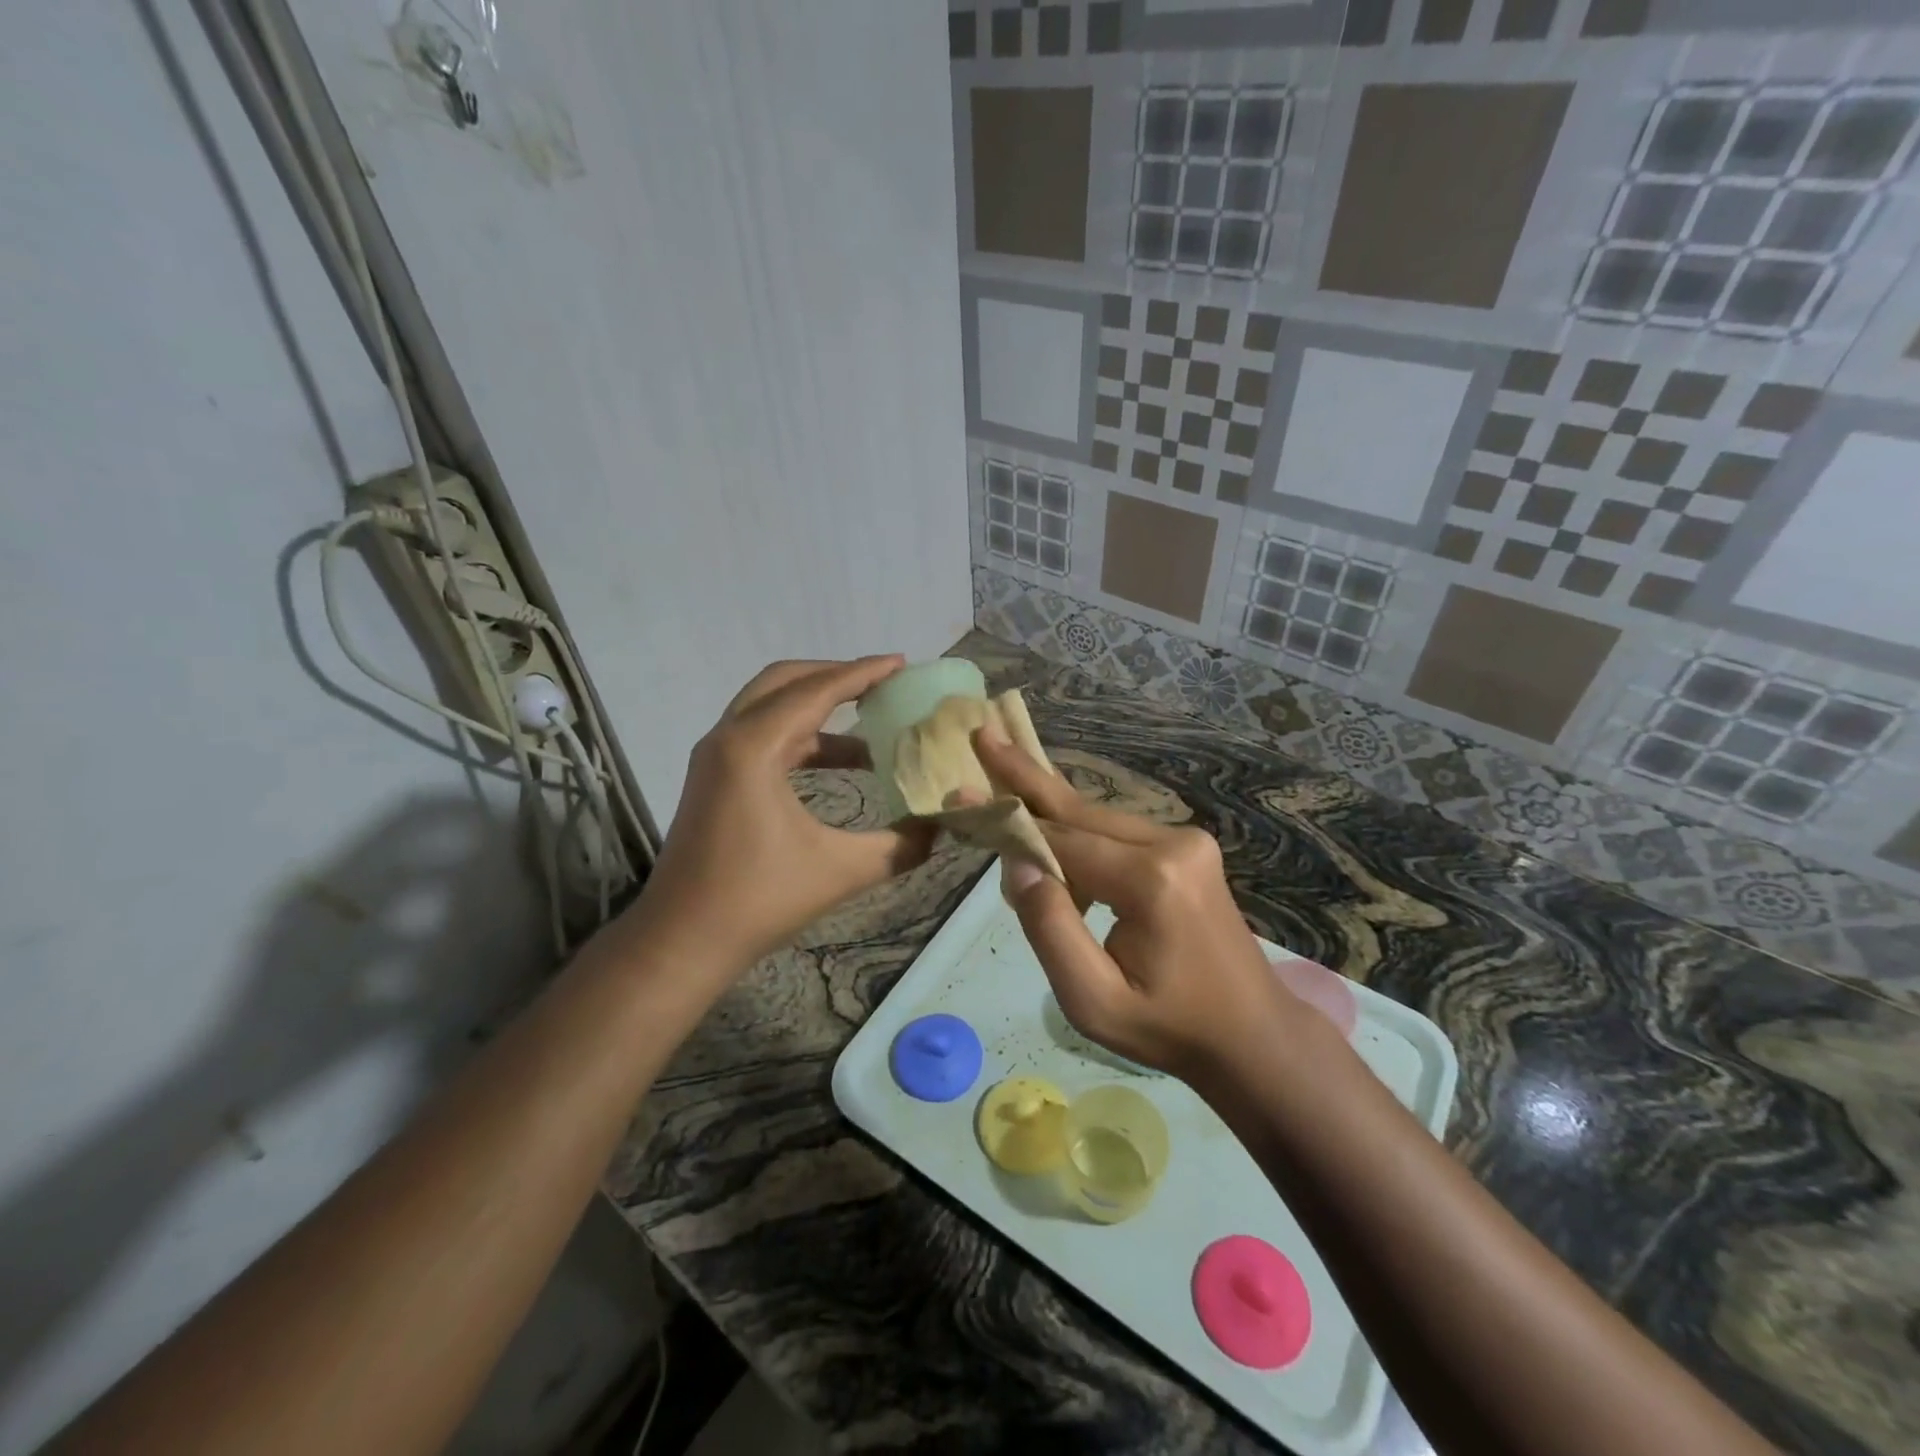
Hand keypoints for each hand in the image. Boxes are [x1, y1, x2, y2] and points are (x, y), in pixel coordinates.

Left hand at [634, 657, 936, 967]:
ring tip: (872, 721)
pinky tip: (840, 760)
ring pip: (771, 706)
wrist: (682, 939)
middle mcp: (728, 737)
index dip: (863, 673)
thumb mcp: (840, 871)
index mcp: (753, 747)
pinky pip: (763, 735)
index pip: (816, 690)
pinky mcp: (714, 777)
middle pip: (786, 681)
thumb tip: (939, 828)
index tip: (901, 663)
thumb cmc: (758, 900)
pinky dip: (803, 735)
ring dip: (820, 707)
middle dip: (836, 676)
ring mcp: (715, 756)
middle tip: (883, 684)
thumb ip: (898, 847)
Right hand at [975, 730, 1301, 1081]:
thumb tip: (1018, 864)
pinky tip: (1051, 836)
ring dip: (1050, 811)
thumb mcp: (1094, 1002)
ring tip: (1002, 772)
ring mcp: (1186, 841)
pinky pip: (1118, 833)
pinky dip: (1079, 834)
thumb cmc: (1168, 1028)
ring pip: (1098, 819)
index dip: (1007, 821)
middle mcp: (1172, 844)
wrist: (1252, 1034)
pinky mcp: (1188, 848)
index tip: (961, 795)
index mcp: (1150, 881)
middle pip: (1080, 811)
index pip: (1061, 842)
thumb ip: (1051, 930)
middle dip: (1026, 777)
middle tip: (985, 735)